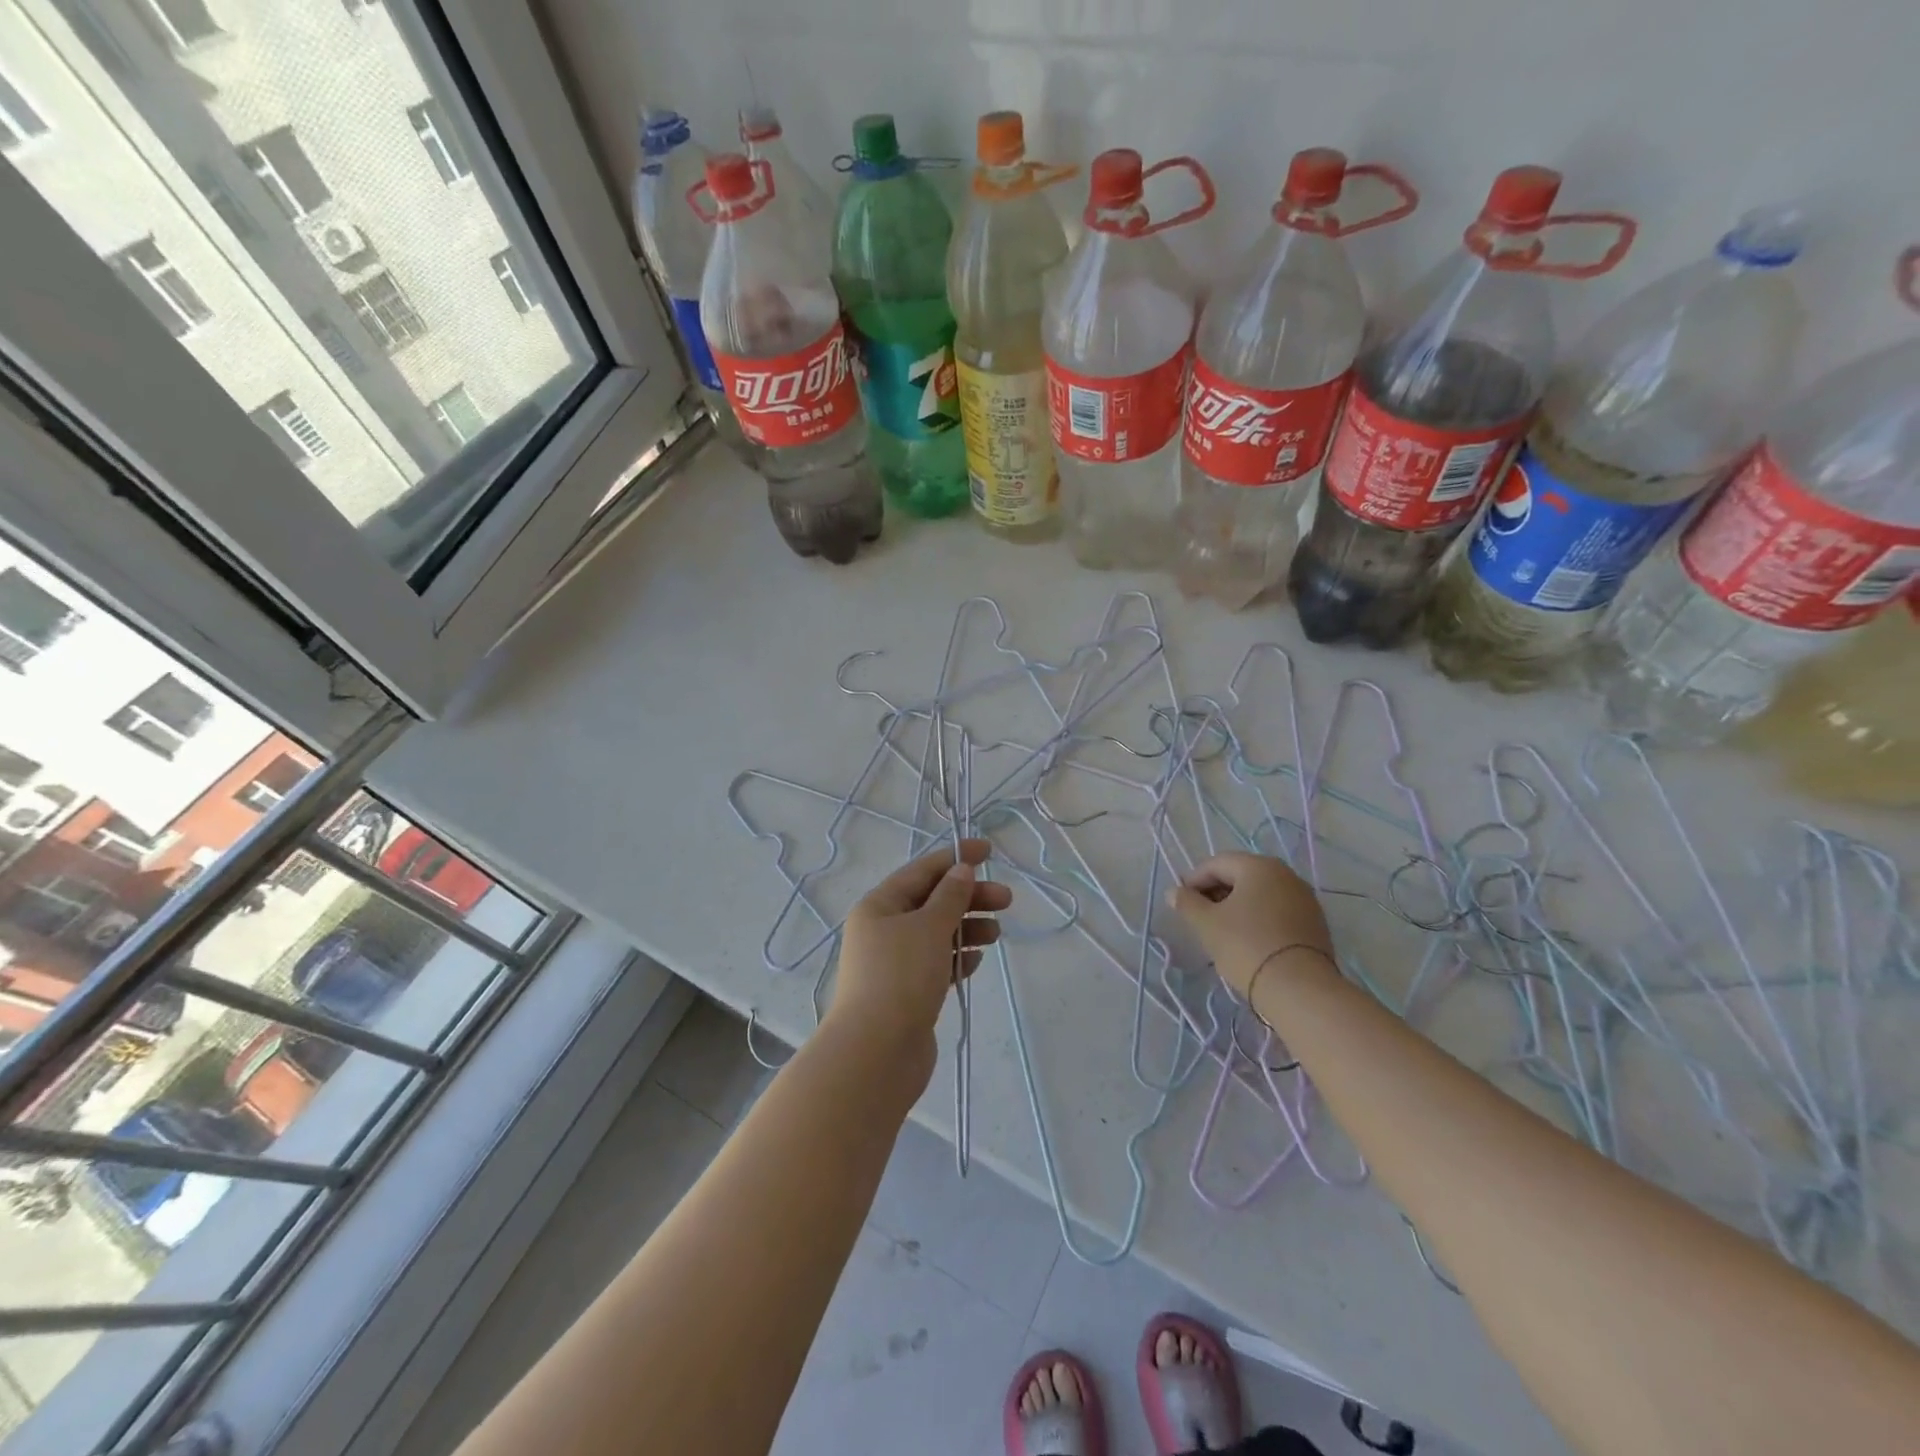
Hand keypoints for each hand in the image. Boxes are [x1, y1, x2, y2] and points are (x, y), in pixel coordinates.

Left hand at [829, 839, 1010, 1086]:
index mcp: (880, 905)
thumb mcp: (929, 927)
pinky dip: (957, 958)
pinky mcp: (908, 993)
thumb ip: (950, 897)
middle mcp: (883, 930)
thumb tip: (961, 870)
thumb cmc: (900, 978)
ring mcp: (895, 963)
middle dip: (969, 897)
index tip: (990, 851)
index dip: (956, 858)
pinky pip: (937, 964)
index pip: (922, 871)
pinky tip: (976, 962)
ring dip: (967, 928)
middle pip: (933, 902)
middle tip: (1006, 899)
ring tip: (996, 933)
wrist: (876, 1054)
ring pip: (938, 934)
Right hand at [1168, 852, 1333, 999]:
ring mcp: (1304, 898)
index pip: (1216, 864)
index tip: (1182, 903)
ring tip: (1223, 932)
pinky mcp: (1315, 923)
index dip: (1194, 881)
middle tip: (1200, 918)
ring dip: (1238, 907)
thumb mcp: (1207, 924)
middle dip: (1216, 893)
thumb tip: (1174, 892)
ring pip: (1260, 895)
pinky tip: (1249, 941)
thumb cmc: (1246, 946)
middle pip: (1240, 876)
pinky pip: (1278, 912)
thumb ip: (1187, 903)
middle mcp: (1285, 874)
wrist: (1300, 989)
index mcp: (1258, 866)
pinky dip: (1259, 919)